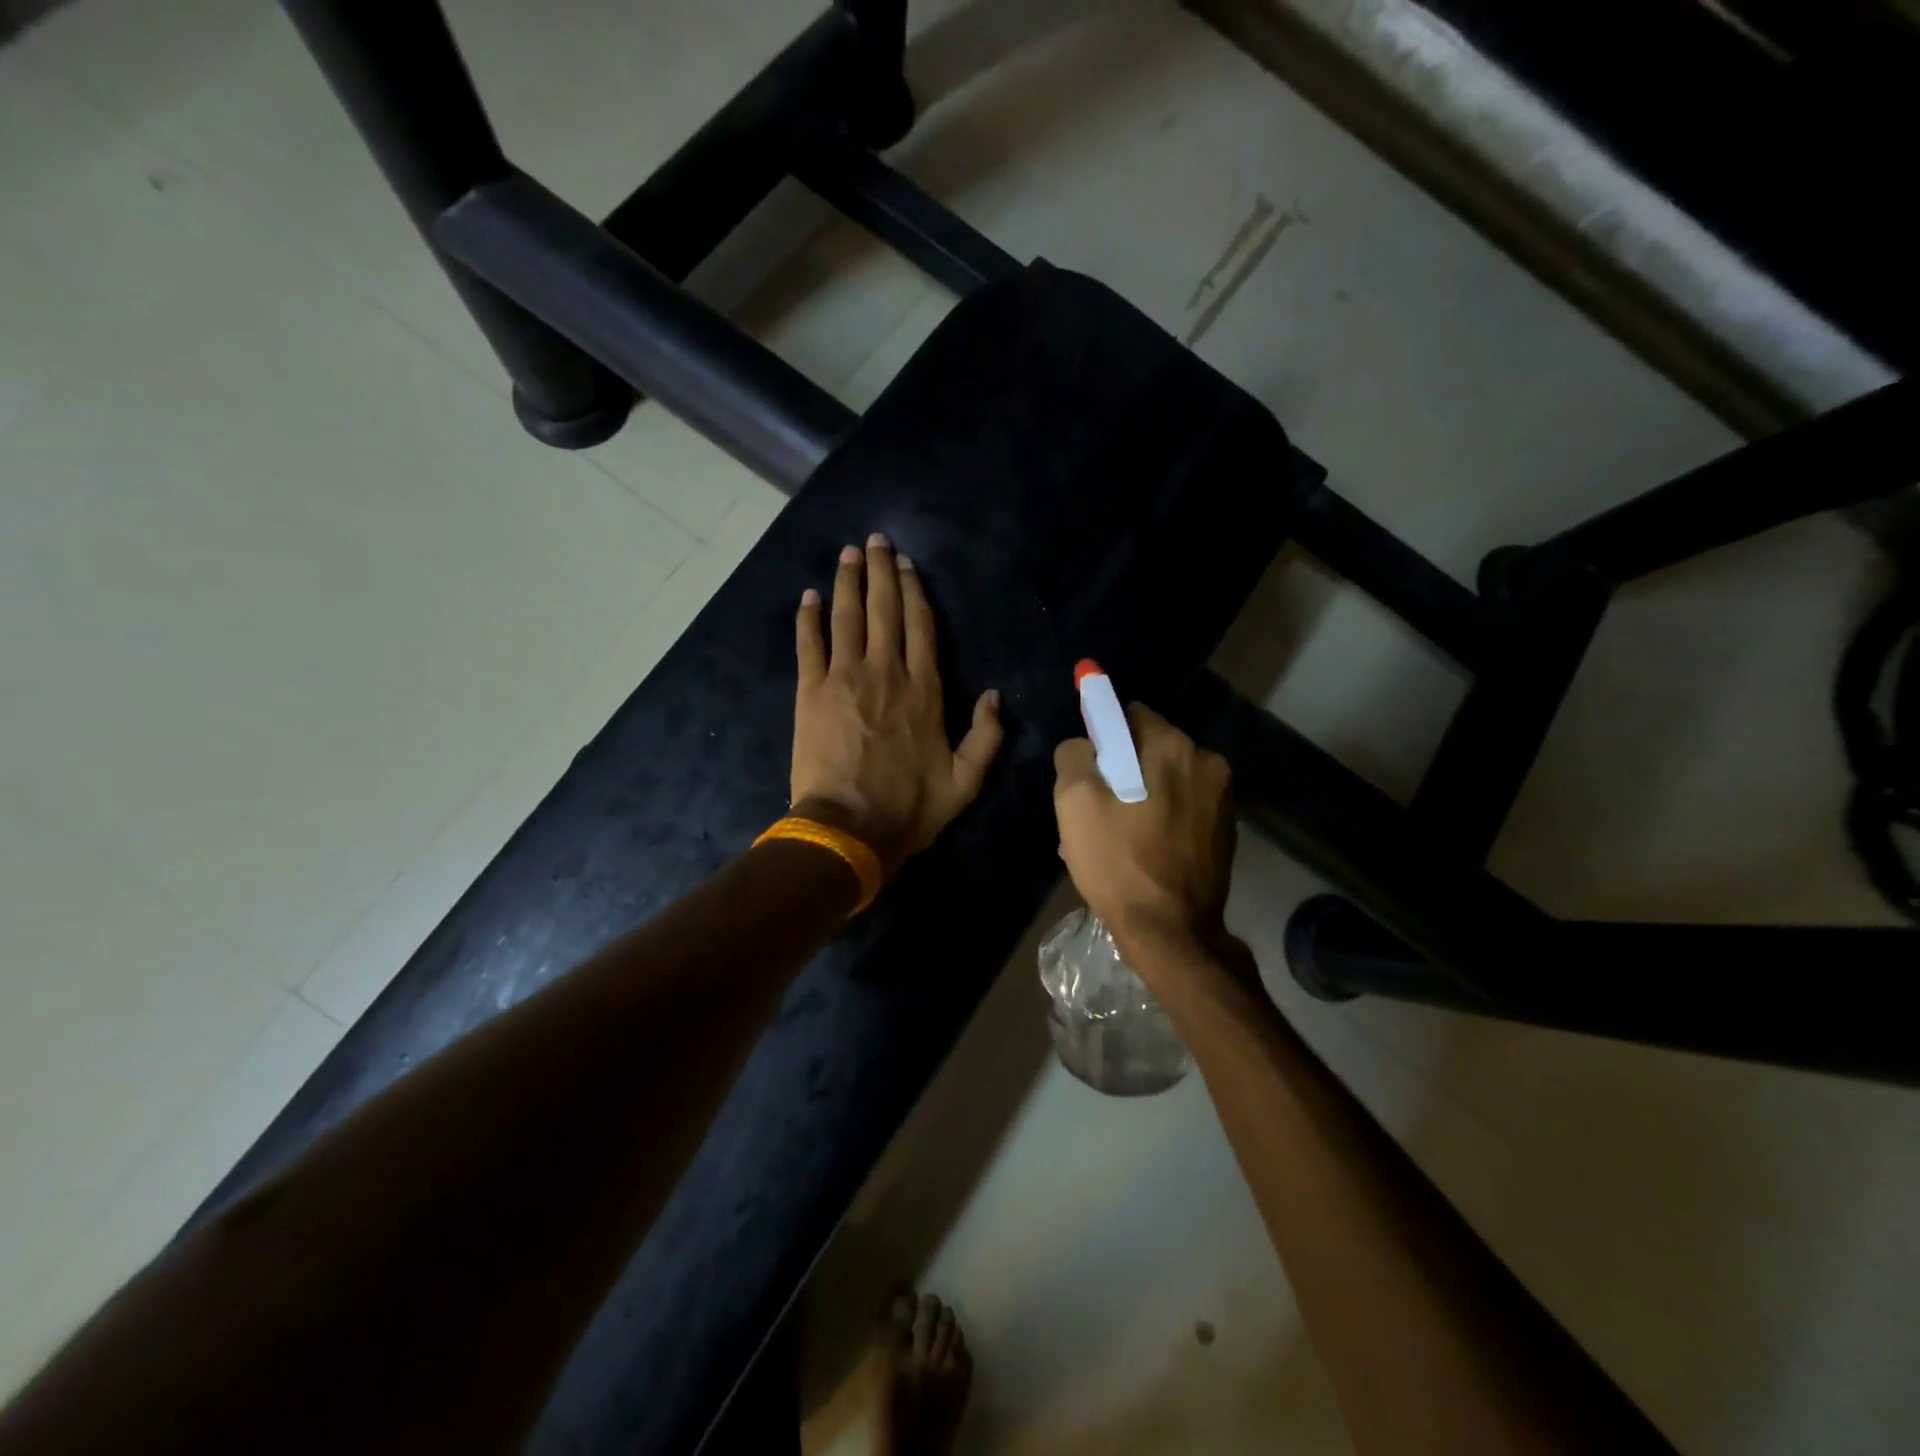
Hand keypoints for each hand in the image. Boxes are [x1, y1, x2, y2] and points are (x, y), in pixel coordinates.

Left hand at [792, 533, 1003, 873]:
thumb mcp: (966, 781)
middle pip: (884, 609)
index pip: (921, 626)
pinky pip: (809, 644)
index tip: (907, 565)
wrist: (850, 829)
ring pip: (847, 617)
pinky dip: (808, 618)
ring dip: (847, 582)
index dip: (914, 591)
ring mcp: (845, 678)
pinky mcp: (811, 692)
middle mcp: (886, 672)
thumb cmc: (910, 808)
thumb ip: (987, 736)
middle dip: (880, 571)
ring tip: (847, 554)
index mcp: (925, 690)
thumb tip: (995, 695)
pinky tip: (808, 596)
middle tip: (875, 540)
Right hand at [1053, 704, 1238, 975]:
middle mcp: (1208, 763)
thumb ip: (1074, 755)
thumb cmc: (1119, 862)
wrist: (1172, 933)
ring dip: (1137, 799)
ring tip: (1112, 839)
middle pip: (1149, 751)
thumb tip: (1084, 746)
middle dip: (1120, 772)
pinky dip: (1158, 820)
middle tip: (1094, 812)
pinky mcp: (1225, 832)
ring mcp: (1223, 800)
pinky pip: (1181, 810)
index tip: (1088, 770)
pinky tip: (1137, 852)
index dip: (1103, 738)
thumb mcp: (1075, 802)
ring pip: (1164, 783)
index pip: (1131, 715)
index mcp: (1175, 747)